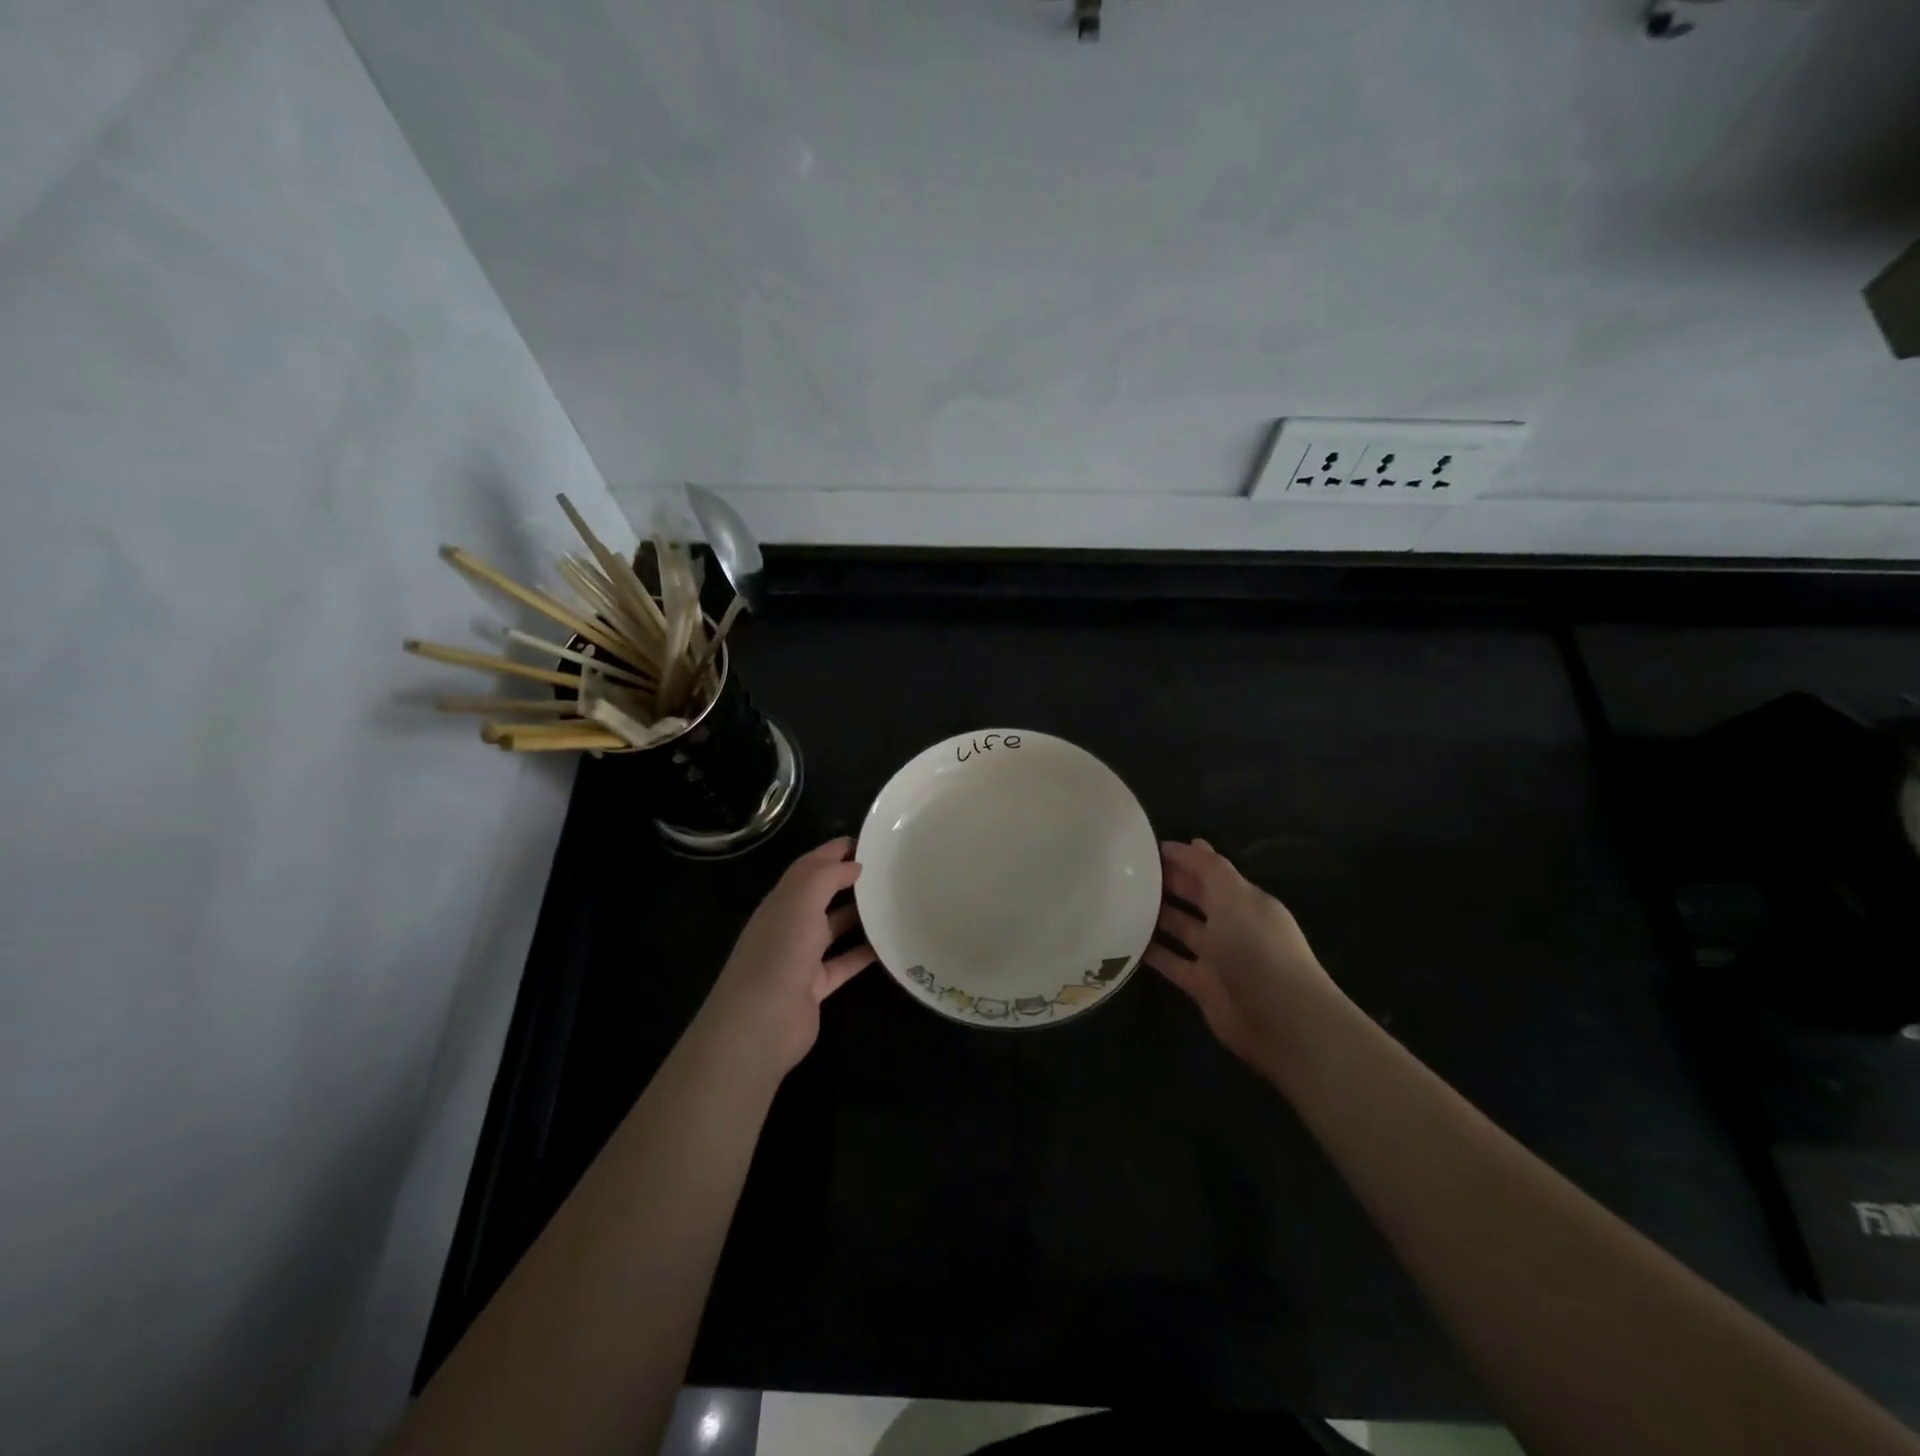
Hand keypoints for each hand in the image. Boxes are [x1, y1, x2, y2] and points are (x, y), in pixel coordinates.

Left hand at [700, 838, 872, 1076]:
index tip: (869, 841)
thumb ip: (826, 876)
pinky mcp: (816, 987)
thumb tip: (854, 864)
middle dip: (849, 879)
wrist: (759, 1026)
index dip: (834, 851)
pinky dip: (865, 953)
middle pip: (822, 895)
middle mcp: (790, 925)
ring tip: (894, 900)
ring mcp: (802, 958)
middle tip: (888, 869)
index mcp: (782, 901)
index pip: (809, 867)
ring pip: (834, 928)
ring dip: (860, 914)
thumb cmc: (779, 954)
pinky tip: (890, 944)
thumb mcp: (800, 902)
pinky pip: (845, 963)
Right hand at [1146, 839, 1339, 1075]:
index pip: (1209, 870)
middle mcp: (1231, 925)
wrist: (1282, 1021)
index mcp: (1244, 900)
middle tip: (1126, 871)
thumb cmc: (1258, 949)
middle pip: (1194, 897)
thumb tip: (1194, 841)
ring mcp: (1217, 957)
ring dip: (1156, 915)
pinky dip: (1152, 952)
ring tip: (1119, 900)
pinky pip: (1172, 962)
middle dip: (1167, 882)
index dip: (1182, 857)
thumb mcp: (1235, 899)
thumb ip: (1211, 870)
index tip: (1144, 847)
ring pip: (1181, 928)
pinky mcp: (1202, 986)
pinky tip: (1124, 940)